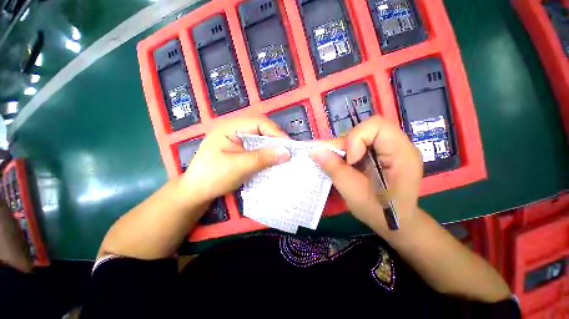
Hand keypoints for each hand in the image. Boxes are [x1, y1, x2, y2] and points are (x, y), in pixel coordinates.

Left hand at [180, 116, 290, 203]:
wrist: (196, 192)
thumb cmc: (213, 177)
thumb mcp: (239, 167)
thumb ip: (263, 158)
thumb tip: (287, 152)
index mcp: (230, 127)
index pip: (259, 122)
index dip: (276, 133)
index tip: (288, 147)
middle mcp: (234, 129)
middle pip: (261, 128)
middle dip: (275, 139)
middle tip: (287, 152)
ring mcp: (237, 138)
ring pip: (260, 138)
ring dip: (272, 146)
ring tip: (282, 156)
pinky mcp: (239, 148)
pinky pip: (257, 146)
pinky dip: (266, 152)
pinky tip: (272, 160)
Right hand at [311, 116, 422, 235]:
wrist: (395, 223)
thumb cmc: (379, 212)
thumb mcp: (353, 192)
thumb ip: (334, 169)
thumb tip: (315, 150)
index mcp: (402, 154)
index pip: (377, 126)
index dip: (356, 138)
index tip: (349, 160)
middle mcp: (399, 146)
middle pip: (367, 129)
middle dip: (346, 143)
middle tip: (335, 160)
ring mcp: (390, 149)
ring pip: (361, 135)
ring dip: (344, 148)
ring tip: (337, 164)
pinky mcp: (381, 153)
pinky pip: (360, 144)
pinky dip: (347, 152)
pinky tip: (343, 164)